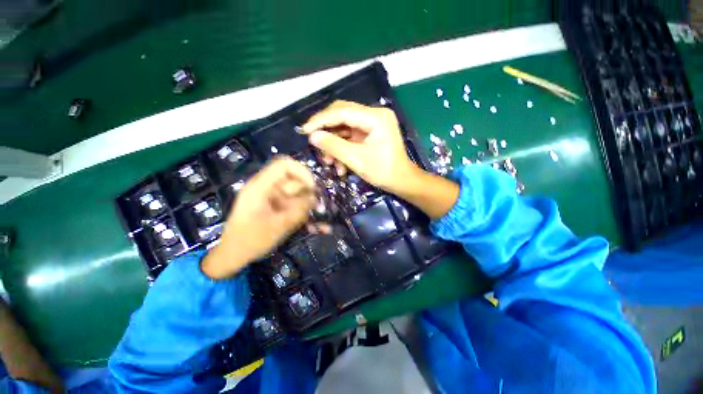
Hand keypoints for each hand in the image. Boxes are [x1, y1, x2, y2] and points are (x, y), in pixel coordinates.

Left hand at [201, 157, 315, 278]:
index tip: (313, 187)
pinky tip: (304, 223)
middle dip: (306, 192)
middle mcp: (267, 187)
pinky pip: (294, 201)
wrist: (233, 255)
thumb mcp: (277, 227)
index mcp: (260, 187)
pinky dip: (301, 209)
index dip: (302, 171)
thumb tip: (315, 198)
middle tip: (314, 208)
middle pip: (293, 179)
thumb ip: (298, 211)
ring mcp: (272, 196)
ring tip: (309, 219)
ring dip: (305, 203)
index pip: (284, 165)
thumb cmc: (249, 241)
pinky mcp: (276, 204)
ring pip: (296, 191)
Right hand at [301, 100, 420, 194]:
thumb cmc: (383, 172)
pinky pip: (350, 137)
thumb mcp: (357, 160)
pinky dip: (342, 149)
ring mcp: (372, 124)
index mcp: (376, 117)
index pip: (342, 111)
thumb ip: (334, 146)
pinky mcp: (370, 134)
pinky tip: (338, 164)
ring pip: (344, 128)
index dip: (321, 120)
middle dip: (327, 131)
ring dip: (334, 144)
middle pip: (342, 115)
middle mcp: (375, 115)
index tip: (304, 130)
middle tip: (313, 142)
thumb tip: (312, 137)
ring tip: (328, 162)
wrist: (402, 182)